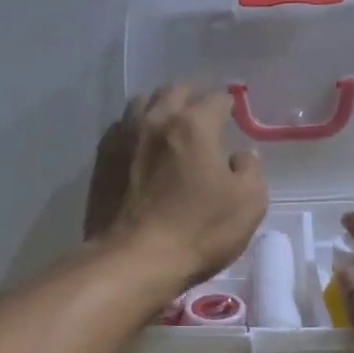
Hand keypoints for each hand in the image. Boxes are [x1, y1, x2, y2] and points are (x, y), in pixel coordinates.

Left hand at [85, 84, 267, 288]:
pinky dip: (136, 129)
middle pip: (175, 91)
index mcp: (194, 126)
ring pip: (143, 103)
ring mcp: (124, 137)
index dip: (229, 105)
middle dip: (194, 98)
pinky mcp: (102, 158)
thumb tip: (241, 155)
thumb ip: (250, 170)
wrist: (133, 261)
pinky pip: (121, 128)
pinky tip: (142, 148)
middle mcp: (156, 120)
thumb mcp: (248, 204)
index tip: (234, 117)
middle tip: (204, 117)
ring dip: (160, 108)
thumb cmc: (198, 232)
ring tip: (170, 128)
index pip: (217, 98)